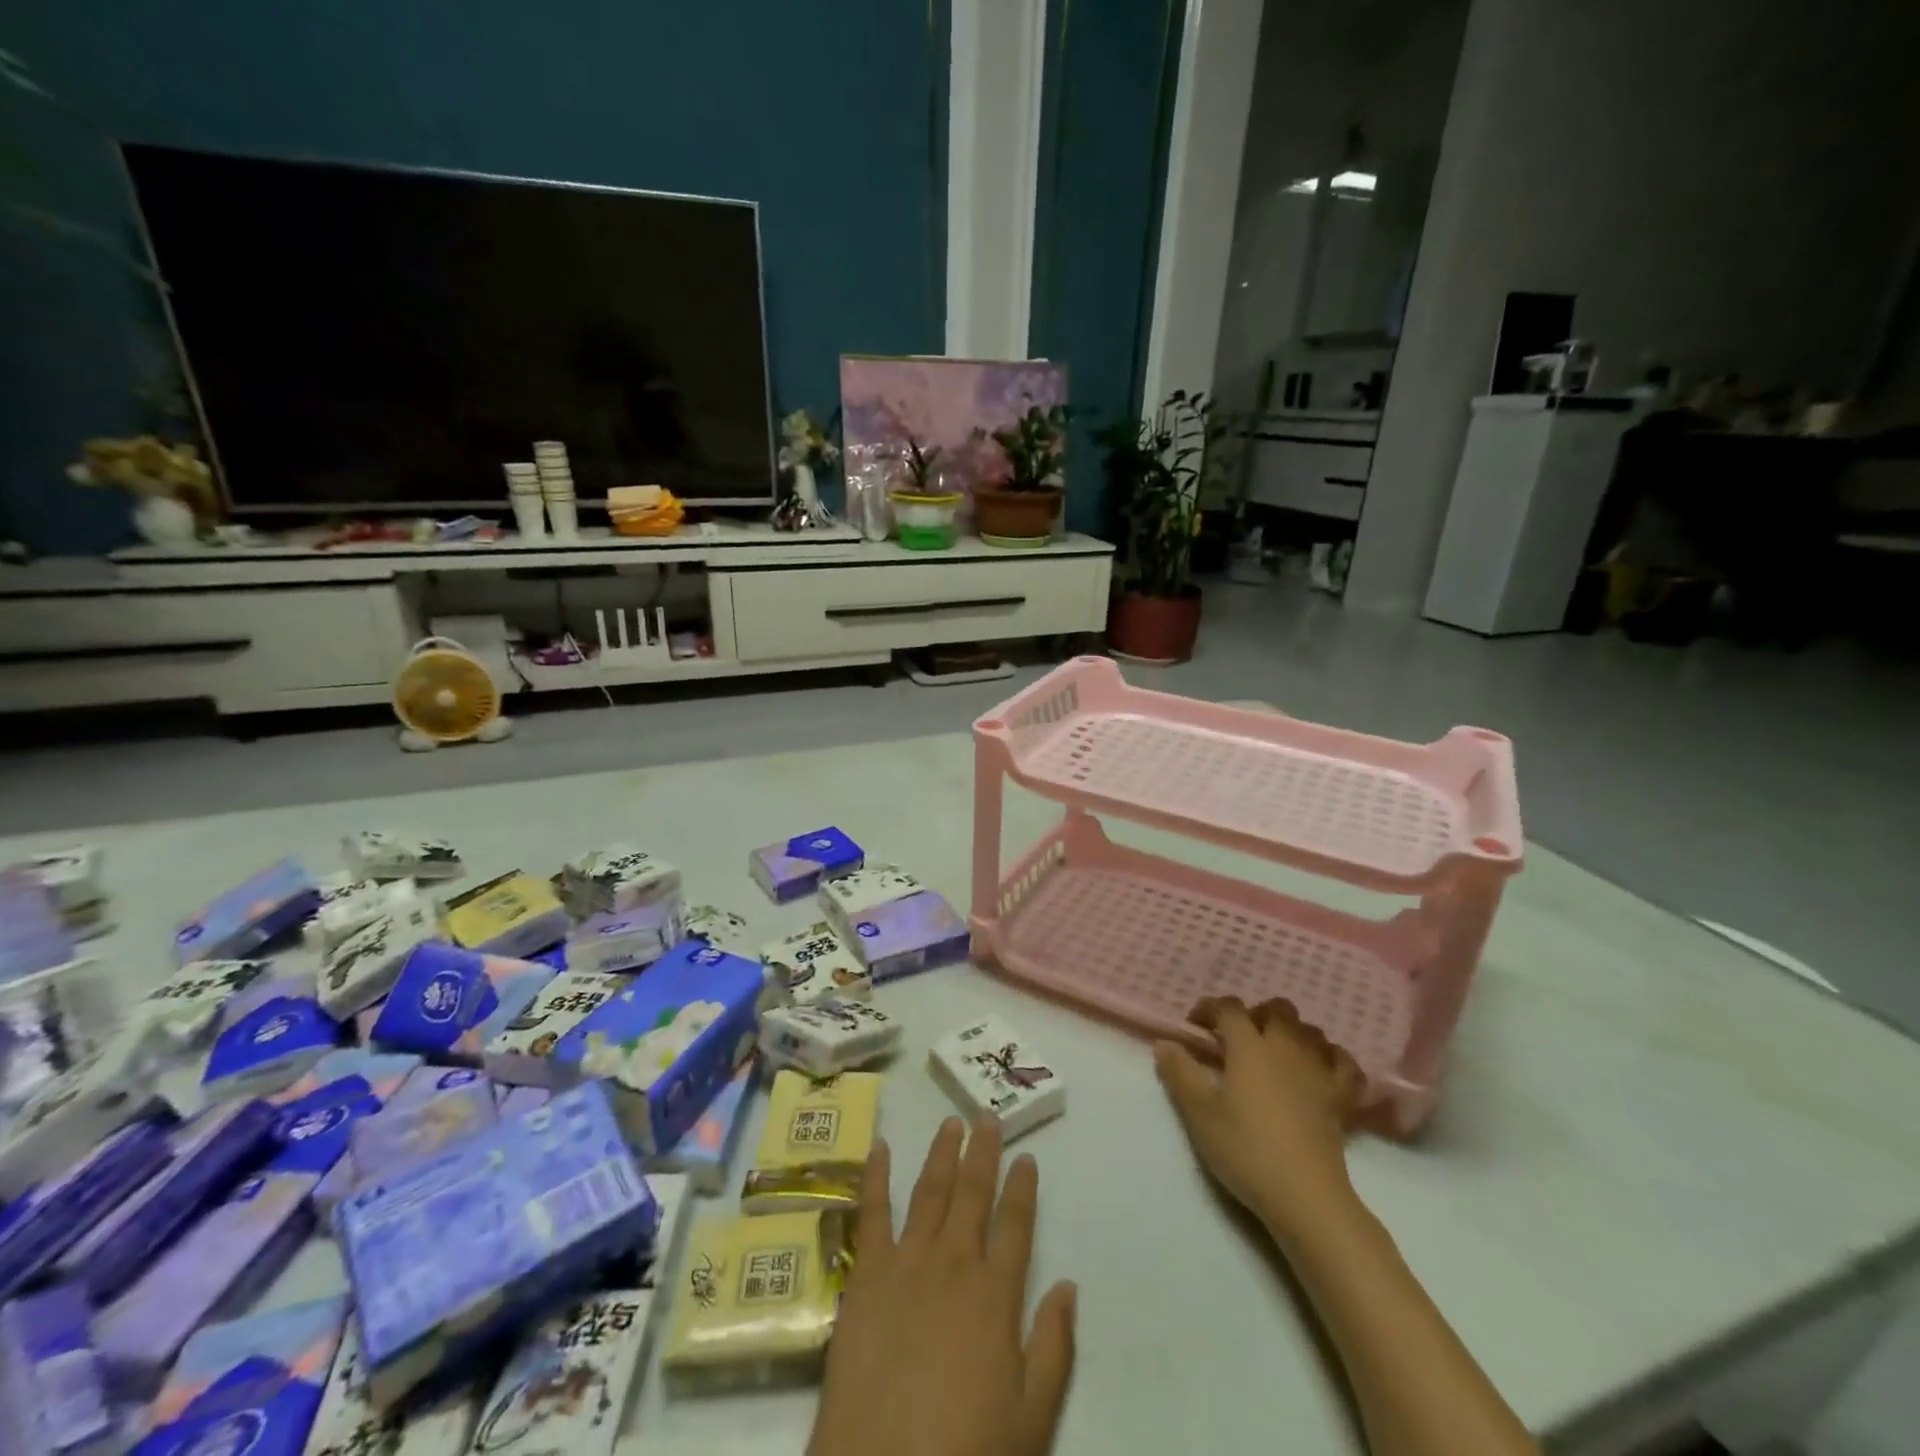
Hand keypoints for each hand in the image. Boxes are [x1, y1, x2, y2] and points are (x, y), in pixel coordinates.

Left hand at [808, 1117, 1077, 1455]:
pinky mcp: (865, 1273)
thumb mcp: (1030, 1417)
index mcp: (995, 1294)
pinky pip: (872, 1213)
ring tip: (950, 1122)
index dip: (1023, 1189)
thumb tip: (1068, 1285)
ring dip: (942, 1153)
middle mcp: (954, 1263)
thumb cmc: (964, 1449)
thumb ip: (1053, 1348)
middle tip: (989, 1116)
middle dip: (984, 1153)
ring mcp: (907, 1262)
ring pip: (930, 1192)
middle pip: (973, 1194)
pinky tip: (879, 1148)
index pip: (1016, 1225)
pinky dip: (875, 1176)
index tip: (1028, 1157)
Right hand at [1154, 997, 1363, 1236]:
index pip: (1229, 1008)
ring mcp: (1319, 1069)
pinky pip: (1344, 1062)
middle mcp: (1286, 1046)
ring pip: (1309, 1030)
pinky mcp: (1342, 1097)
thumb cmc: (1246, 1149)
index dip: (1210, 1008)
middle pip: (1276, 1009)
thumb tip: (1164, 1043)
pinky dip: (1331, 1057)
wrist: (1305, 1195)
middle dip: (1254, 1015)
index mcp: (1249, 1046)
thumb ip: (1180, 1072)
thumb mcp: (1199, 1113)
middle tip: (1236, 1041)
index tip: (1195, 1027)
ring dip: (1290, 1032)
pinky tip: (1319, 1068)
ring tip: (1273, 1053)